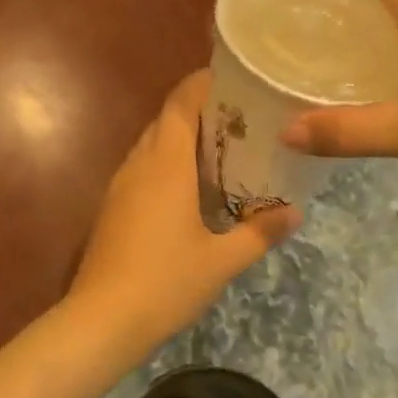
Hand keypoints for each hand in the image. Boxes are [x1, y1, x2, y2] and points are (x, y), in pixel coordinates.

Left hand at [69, 72, 299, 351]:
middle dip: (199, 111)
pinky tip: (189, 188)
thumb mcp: (222, 260)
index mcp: (166, 164)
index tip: (232, 79)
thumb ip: (260, 232)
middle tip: (240, 119)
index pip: (180, 103)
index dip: (202, 83)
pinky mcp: (111, 207)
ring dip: (181, 139)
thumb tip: (295, 212)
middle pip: (166, 120)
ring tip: (221, 149)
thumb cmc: (166, 282)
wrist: (102, 319)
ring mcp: (120, 185)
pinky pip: (142, 168)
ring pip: (151, 145)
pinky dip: (166, 164)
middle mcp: (139, 164)